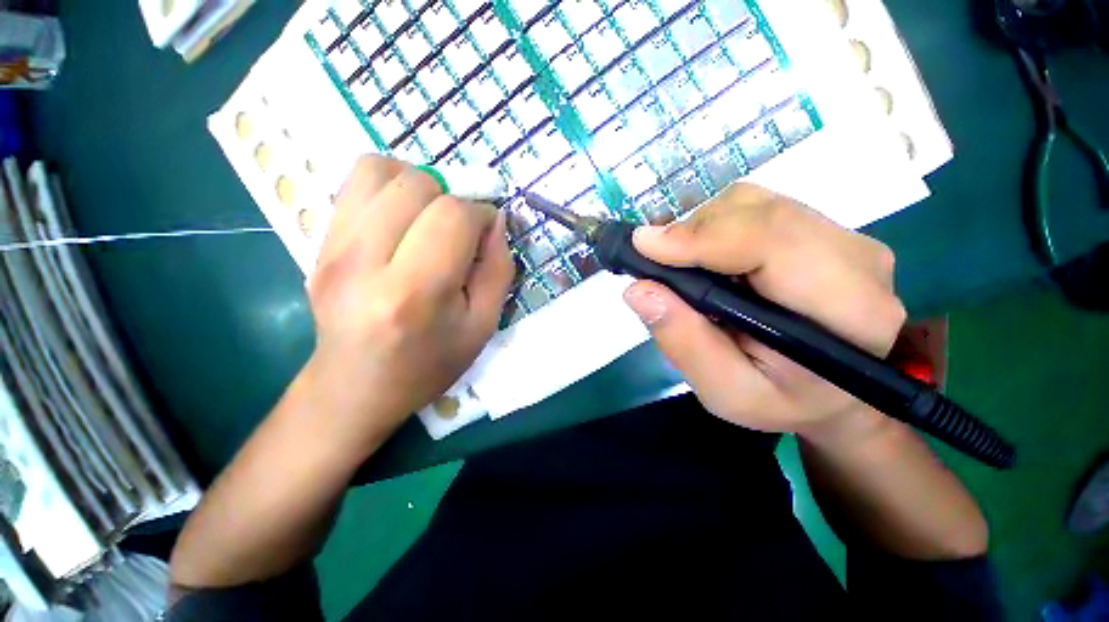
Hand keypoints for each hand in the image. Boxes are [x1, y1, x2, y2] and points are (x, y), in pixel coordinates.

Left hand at [302, 156, 513, 449]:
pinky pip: (354, 184)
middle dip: (451, 198)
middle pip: (416, 185)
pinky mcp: (316, 243)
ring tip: (429, 217)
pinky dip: (388, 187)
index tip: (487, 232)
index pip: (452, 216)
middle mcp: (364, 262)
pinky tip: (401, 218)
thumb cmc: (428, 365)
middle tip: (459, 229)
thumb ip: (498, 269)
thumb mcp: (483, 326)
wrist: (355, 388)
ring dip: (418, 184)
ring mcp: (331, 249)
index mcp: (414, 293)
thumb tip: (496, 219)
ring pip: (379, 170)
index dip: (480, 214)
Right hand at [622, 184, 905, 438]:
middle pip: (757, 212)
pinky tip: (708, 260)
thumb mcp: (727, 392)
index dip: (702, 236)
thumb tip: (639, 290)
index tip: (645, 246)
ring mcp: (842, 235)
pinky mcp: (823, 228)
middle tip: (656, 263)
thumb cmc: (784, 401)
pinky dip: (716, 227)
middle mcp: (855, 257)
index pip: (771, 241)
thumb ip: (685, 343)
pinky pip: (756, 208)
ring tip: (684, 267)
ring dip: (703, 229)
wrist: (836, 392)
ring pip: (753, 203)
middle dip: (693, 232)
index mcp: (846, 309)